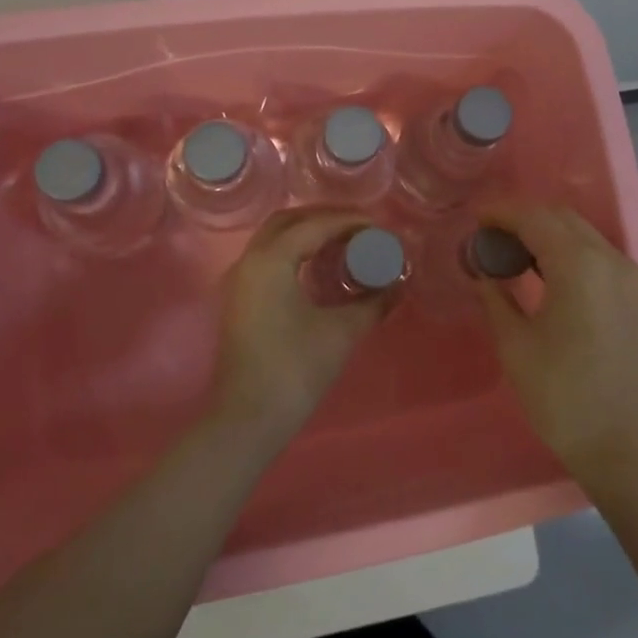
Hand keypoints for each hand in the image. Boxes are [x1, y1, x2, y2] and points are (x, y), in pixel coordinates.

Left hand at [211, 210, 392, 447]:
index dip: (350, 221)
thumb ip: (373, 303)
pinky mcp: (238, 300)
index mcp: (271, 260)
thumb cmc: (295, 369)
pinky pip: (267, 258)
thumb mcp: (342, 332)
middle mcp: (249, 261)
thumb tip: (399, 285)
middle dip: (324, 218)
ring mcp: (239, 281)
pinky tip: (319, 267)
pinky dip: (294, 251)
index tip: (379, 226)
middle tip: (359, 228)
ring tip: (344, 243)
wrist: (247, 419)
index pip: (315, 225)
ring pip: (274, 239)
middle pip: (288, 221)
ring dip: (307, 233)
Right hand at [474, 203, 637, 483]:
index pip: (535, 218)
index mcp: (580, 266)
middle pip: (561, 218)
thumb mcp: (516, 346)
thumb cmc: (563, 397)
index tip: (474, 219)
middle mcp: (610, 259)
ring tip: (509, 251)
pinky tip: (541, 271)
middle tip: (487, 236)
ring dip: (545, 232)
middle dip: (522, 218)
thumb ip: (496, 298)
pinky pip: (595, 254)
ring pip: (581, 233)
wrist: (624, 446)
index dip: (501, 212)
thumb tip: (483, 272)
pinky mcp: (634, 294)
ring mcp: (628, 275)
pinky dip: (566, 250)